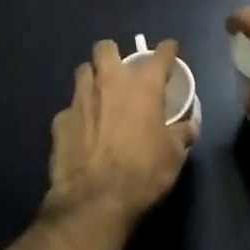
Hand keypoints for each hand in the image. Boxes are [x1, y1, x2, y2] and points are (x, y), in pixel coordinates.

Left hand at [45, 39, 198, 222]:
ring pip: (83, 71)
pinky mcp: (60, 120)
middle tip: (122, 73)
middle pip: (106, 48)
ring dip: (92, 78)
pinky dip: (78, 114)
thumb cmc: (142, 173)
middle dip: (114, 54)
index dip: (167, 50)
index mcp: (143, 85)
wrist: (94, 201)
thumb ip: (181, 134)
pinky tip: (83, 131)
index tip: (170, 50)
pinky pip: (70, 107)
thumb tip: (188, 127)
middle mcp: (110, 82)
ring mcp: (80, 98)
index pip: (160, 55)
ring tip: (100, 96)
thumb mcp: (173, 156)